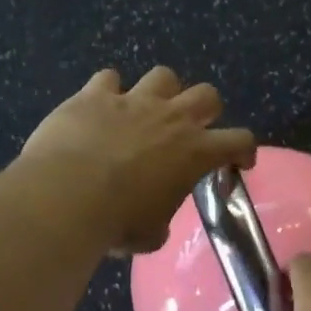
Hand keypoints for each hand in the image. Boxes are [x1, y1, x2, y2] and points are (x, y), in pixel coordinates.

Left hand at [17, 66, 255, 254]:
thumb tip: (155, 221)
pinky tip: (99, 105)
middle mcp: (171, 118)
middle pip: (207, 94)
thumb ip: (161, 220)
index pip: (239, 140)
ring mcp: (133, 101)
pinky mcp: (95, 94)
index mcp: (195, 152)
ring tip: (146, 110)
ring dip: (160, 91)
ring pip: (163, 76)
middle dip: (204, 109)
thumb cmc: (116, 222)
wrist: (66, 196)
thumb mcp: (151, 235)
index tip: (238, 162)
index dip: (244, 150)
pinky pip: (108, 78)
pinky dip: (107, 91)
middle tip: (190, 130)